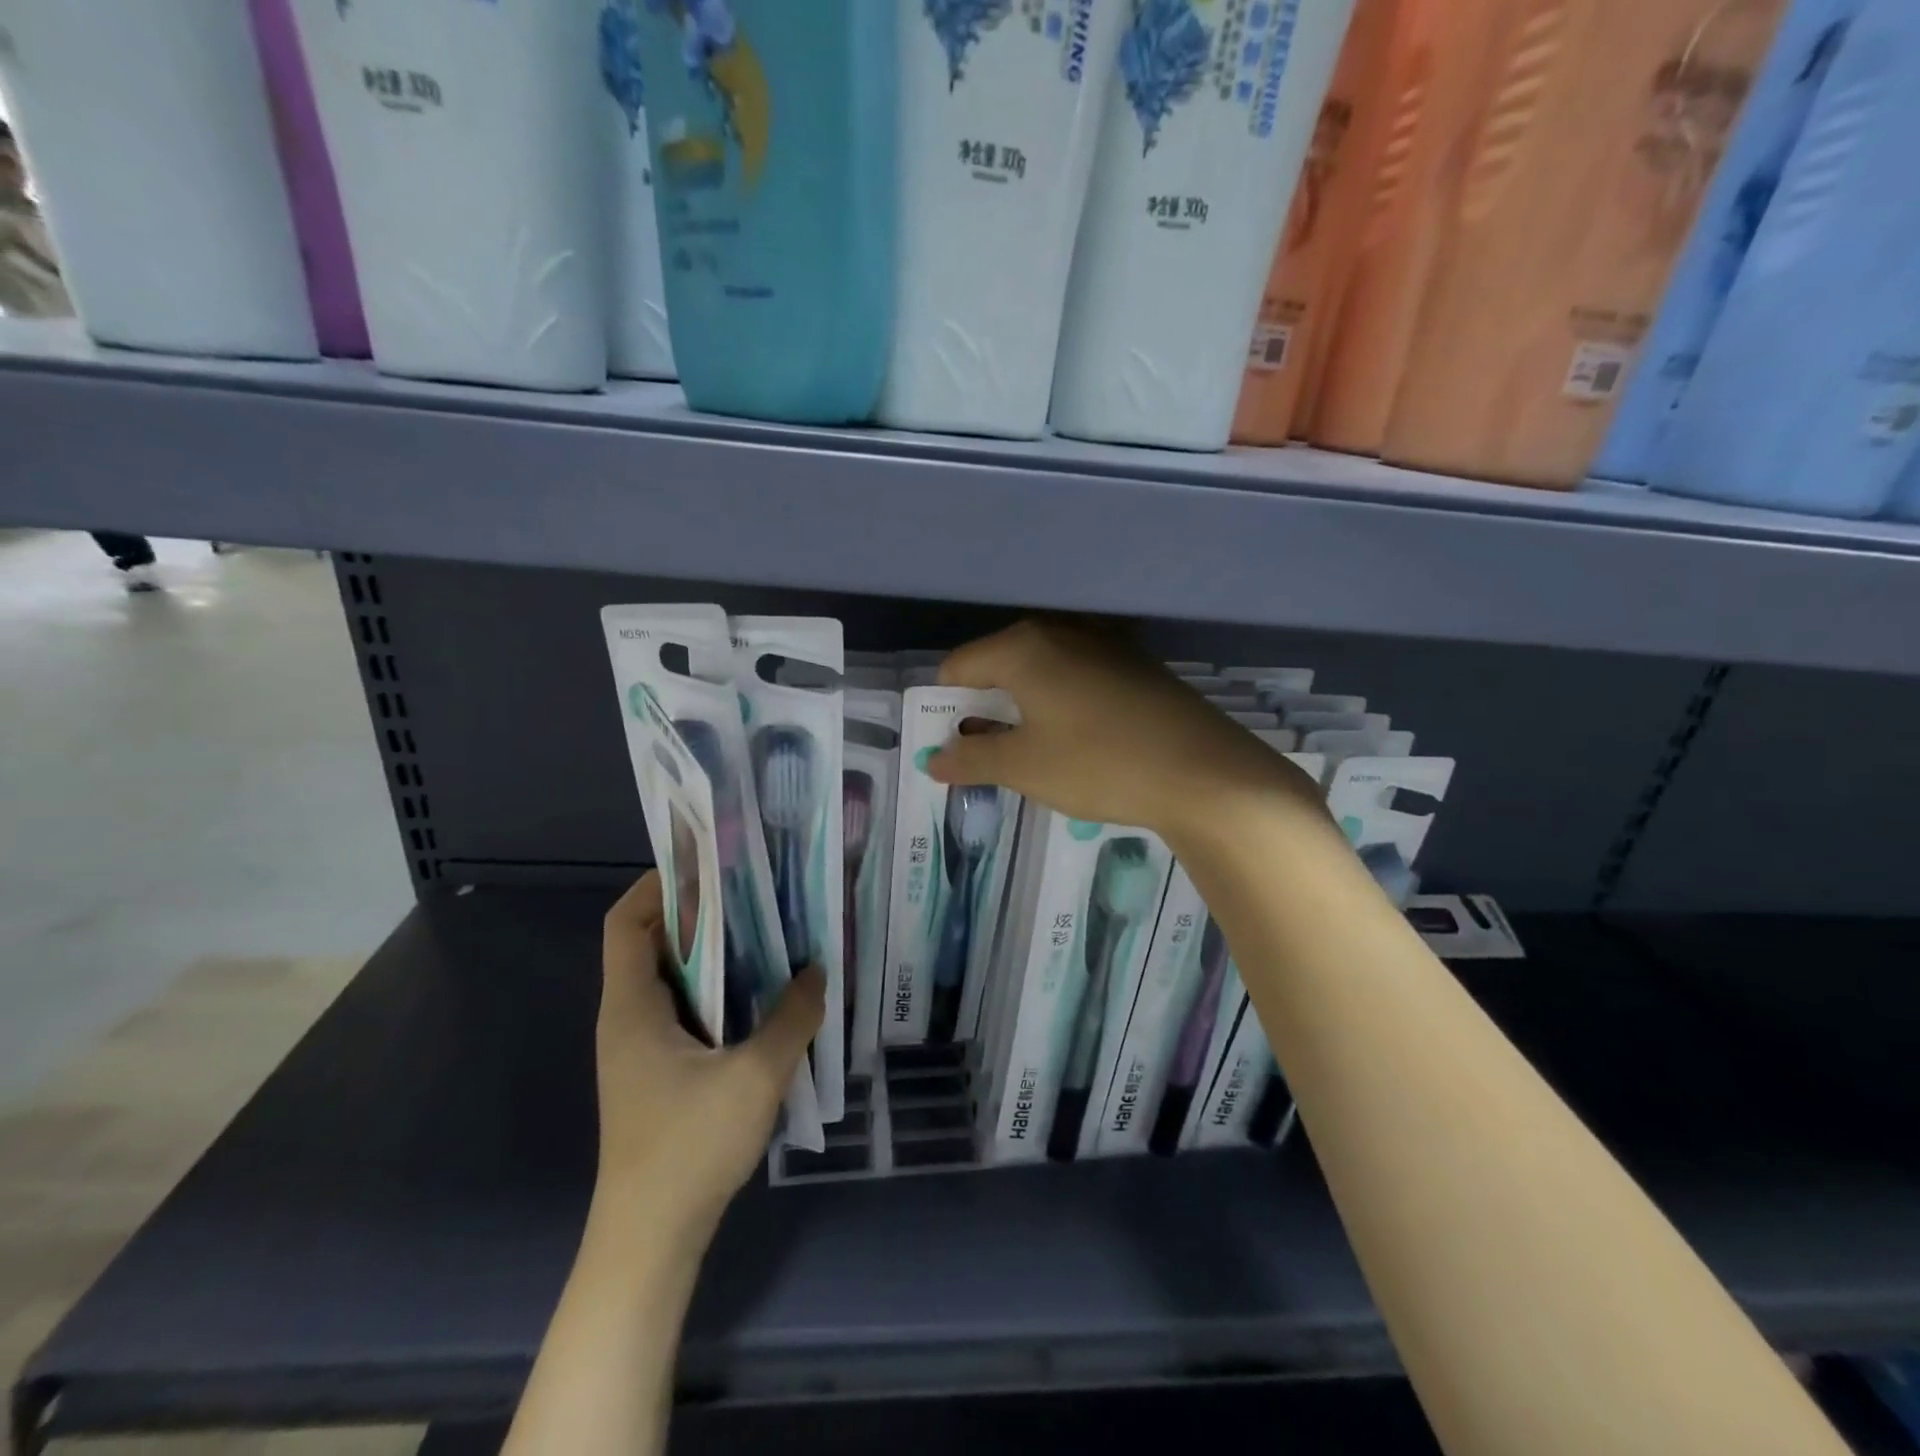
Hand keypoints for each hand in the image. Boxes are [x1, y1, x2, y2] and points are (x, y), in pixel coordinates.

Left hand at [595, 872, 823, 1240]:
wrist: (650, 1241)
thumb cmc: (689, 1148)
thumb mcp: (755, 1076)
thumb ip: (792, 1018)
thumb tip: (818, 971)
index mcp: (632, 1007)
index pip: (625, 922)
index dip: (658, 885)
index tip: (710, 864)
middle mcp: (627, 1018)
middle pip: (651, 943)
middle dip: (699, 912)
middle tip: (755, 893)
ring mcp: (640, 1049)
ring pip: (670, 979)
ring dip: (711, 954)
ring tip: (766, 933)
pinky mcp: (656, 1073)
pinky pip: (683, 1010)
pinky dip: (715, 990)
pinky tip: (759, 995)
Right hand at [928, 618, 1319, 837]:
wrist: (1205, 772)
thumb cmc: (1099, 764)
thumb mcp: (1024, 768)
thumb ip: (971, 759)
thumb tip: (933, 760)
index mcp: (1023, 647)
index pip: (958, 668)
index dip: (947, 708)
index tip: (956, 748)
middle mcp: (1061, 631)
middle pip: (999, 664)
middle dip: (986, 708)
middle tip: (993, 754)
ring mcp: (1104, 643)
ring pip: (1041, 670)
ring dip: (1025, 707)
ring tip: (1035, 753)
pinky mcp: (1136, 664)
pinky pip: (1078, 677)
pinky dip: (1063, 703)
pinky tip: (1082, 741)